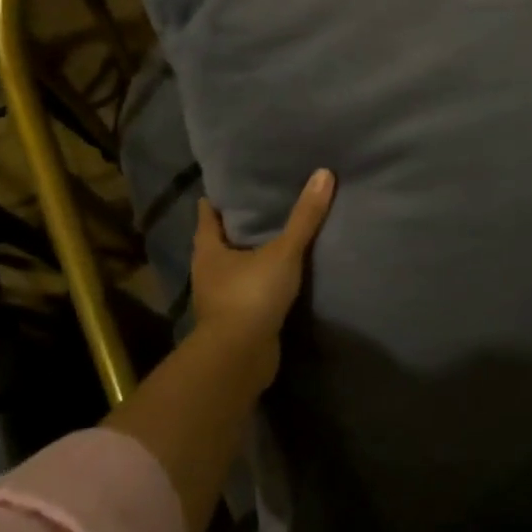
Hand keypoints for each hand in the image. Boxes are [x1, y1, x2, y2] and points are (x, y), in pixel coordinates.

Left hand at [191, 169, 336, 376]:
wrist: (240, 358)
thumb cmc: (251, 296)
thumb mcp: (283, 253)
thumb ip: (304, 217)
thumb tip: (324, 173)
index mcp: (208, 250)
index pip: (209, 214)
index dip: (221, 197)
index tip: (237, 182)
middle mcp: (207, 271)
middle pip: (219, 239)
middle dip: (238, 224)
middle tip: (264, 202)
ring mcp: (219, 298)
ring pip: (233, 267)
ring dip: (250, 254)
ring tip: (276, 235)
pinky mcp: (234, 319)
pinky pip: (247, 290)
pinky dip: (259, 280)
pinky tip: (279, 274)